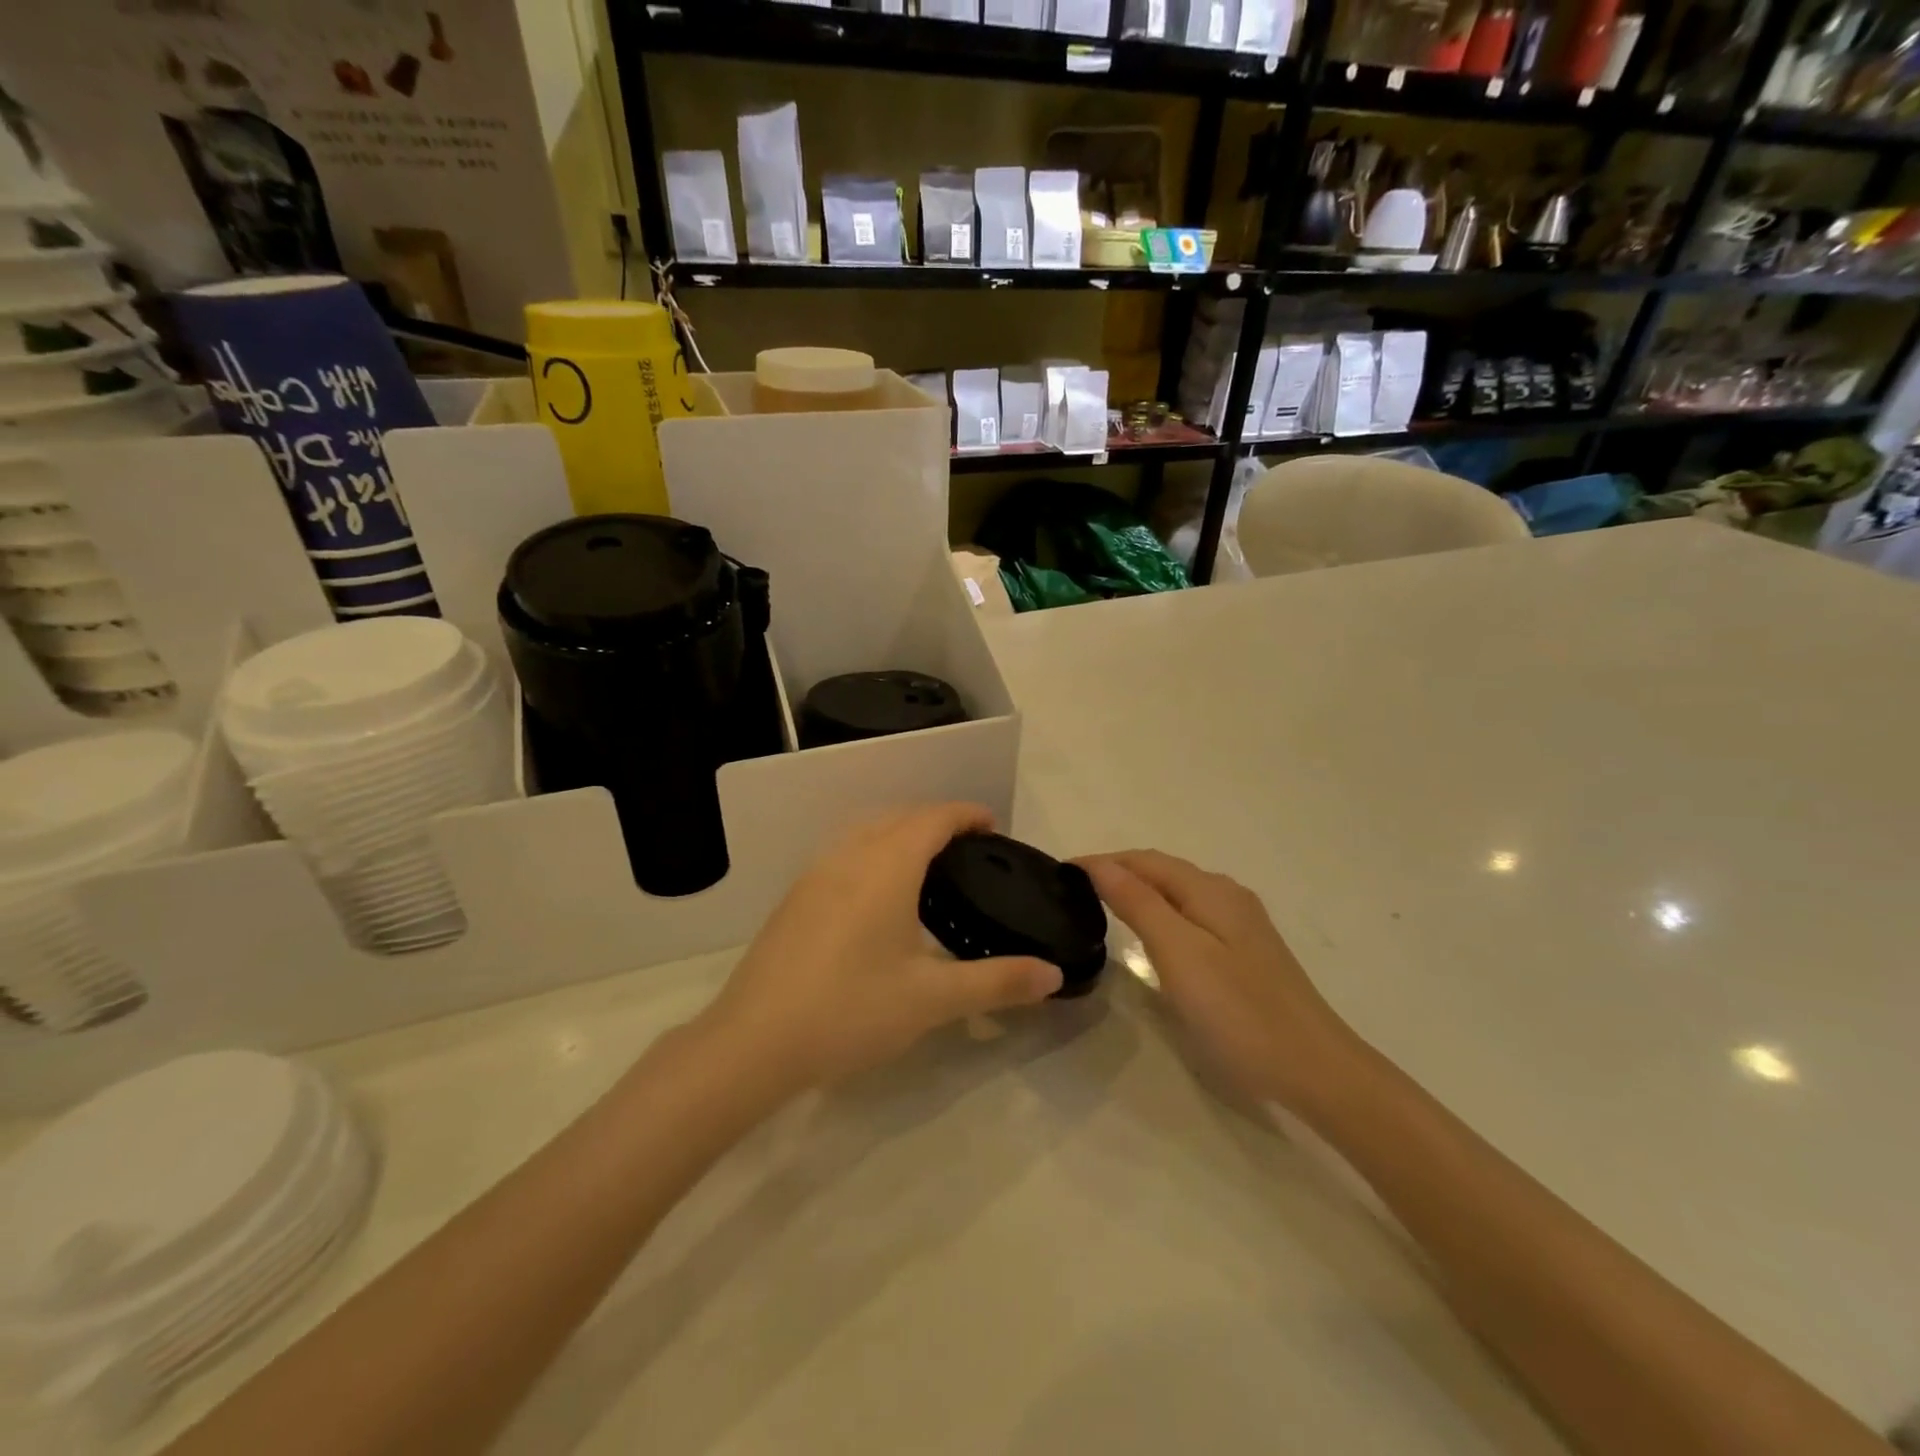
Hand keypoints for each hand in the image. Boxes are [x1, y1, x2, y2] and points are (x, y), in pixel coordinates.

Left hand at [700, 803, 1063, 1093]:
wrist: (753, 1042)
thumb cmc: (851, 1010)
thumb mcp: (933, 999)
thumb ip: (997, 981)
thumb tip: (1053, 974)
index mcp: (886, 866)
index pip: (933, 818)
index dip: (966, 814)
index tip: (993, 826)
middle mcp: (849, 856)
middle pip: (899, 816)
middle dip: (937, 820)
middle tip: (969, 848)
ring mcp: (815, 875)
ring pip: (866, 831)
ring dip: (901, 832)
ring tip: (928, 865)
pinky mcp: (795, 898)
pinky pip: (844, 853)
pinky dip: (873, 852)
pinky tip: (878, 896)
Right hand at [1080, 850, 1362, 1109]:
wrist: (1316, 1069)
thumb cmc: (1238, 1011)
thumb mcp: (1179, 953)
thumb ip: (1139, 903)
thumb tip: (1100, 864)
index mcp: (1210, 890)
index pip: (1145, 860)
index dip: (1102, 861)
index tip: (1060, 873)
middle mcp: (1227, 896)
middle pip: (1163, 871)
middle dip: (1119, 871)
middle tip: (1074, 890)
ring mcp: (1242, 924)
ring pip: (1179, 893)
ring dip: (1140, 890)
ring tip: (1102, 906)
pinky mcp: (1247, 952)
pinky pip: (1192, 915)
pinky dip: (1161, 912)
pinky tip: (1152, 934)